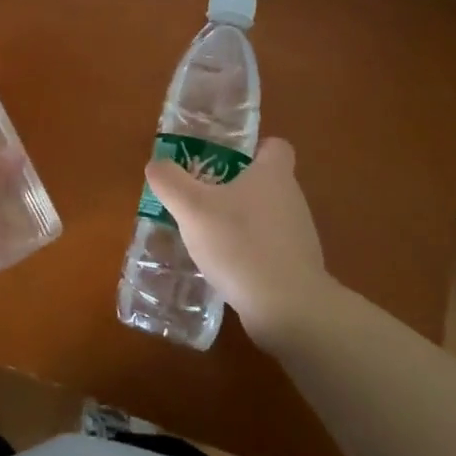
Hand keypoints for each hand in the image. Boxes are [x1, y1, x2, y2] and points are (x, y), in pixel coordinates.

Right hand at [144, 137, 331, 349]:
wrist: (288, 309)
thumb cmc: (241, 245)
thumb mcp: (192, 208)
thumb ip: (170, 182)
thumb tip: (156, 165)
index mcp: (273, 175)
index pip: (276, 146)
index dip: (254, 148)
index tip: (228, 159)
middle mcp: (292, 199)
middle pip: (267, 181)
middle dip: (237, 186)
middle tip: (203, 196)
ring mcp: (299, 235)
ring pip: (268, 216)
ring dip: (243, 221)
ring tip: (209, 234)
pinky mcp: (298, 267)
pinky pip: (270, 248)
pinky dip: (251, 251)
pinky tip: (226, 266)